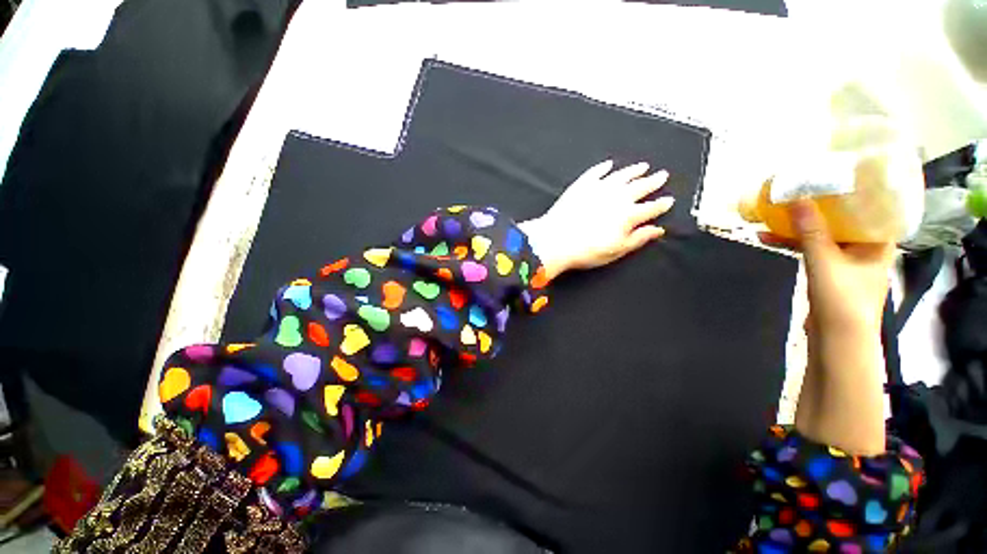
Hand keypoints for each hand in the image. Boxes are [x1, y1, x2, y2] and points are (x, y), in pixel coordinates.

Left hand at [519, 160, 674, 280]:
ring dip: (633, 170)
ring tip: (643, 166)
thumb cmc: (586, 250)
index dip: (661, 204)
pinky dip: (603, 168)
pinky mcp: (581, 185)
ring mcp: (598, 188)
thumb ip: (639, 238)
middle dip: (653, 181)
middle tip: (662, 175)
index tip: (669, 200)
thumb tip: (658, 230)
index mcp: (629, 215)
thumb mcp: (617, 250)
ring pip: (621, 175)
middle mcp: (617, 197)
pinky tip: (608, 165)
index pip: (651, 208)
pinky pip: (595, 172)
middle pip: (640, 187)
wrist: (555, 241)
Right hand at [762, 200, 893, 332]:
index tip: (829, 178)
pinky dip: (793, 244)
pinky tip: (770, 239)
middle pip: (841, 220)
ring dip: (798, 228)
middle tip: (794, 195)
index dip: (849, 192)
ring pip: (822, 236)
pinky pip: (811, 250)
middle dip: (815, 209)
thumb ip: (810, 230)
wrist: (837, 338)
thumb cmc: (842, 297)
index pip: (869, 207)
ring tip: (773, 216)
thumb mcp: (824, 260)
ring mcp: (847, 261)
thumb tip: (796, 198)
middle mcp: (865, 247)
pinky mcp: (829, 272)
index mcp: (877, 241)